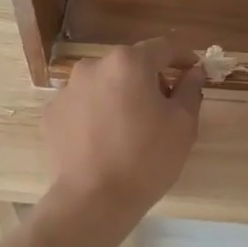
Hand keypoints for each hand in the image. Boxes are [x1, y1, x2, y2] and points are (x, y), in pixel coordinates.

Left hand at [43, 39, 202, 217]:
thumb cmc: (147, 158)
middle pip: (131, 63)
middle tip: (165, 105)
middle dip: (150, 78)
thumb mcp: (182, 124)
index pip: (164, 47)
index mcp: (129, 62)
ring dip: (121, 94)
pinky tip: (105, 138)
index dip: (184, 56)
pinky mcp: (53, 112)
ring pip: (105, 83)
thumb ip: (190, 88)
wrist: (94, 199)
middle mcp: (94, 65)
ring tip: (131, 126)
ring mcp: (68, 88)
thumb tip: (194, 70)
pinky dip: (97, 112)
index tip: (194, 69)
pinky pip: (83, 103)